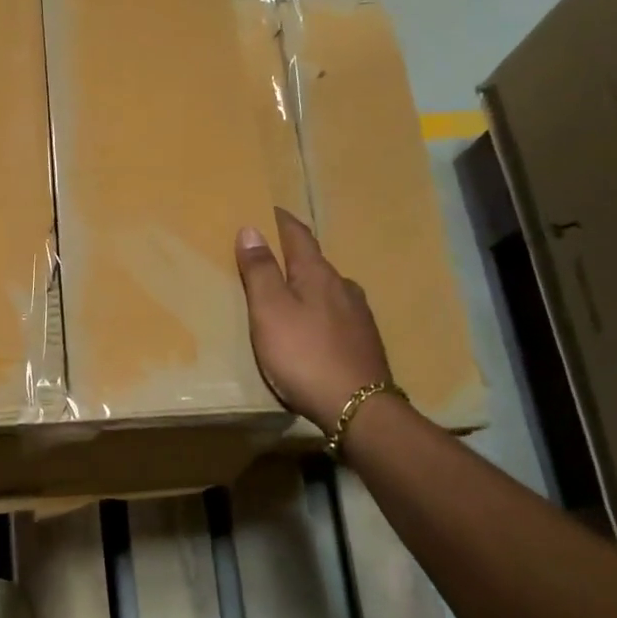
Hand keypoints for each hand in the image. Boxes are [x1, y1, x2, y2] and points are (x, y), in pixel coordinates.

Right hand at [235, 208, 392, 428]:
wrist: (358, 409)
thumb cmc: (304, 355)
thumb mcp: (270, 311)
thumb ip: (260, 271)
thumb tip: (252, 228)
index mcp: (318, 274)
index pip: (299, 235)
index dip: (281, 221)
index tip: (269, 209)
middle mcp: (344, 287)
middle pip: (315, 262)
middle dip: (293, 255)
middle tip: (270, 255)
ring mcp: (359, 316)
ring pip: (328, 289)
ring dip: (307, 285)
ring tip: (288, 294)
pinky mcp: (364, 342)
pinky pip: (337, 314)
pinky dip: (319, 310)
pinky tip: (314, 327)